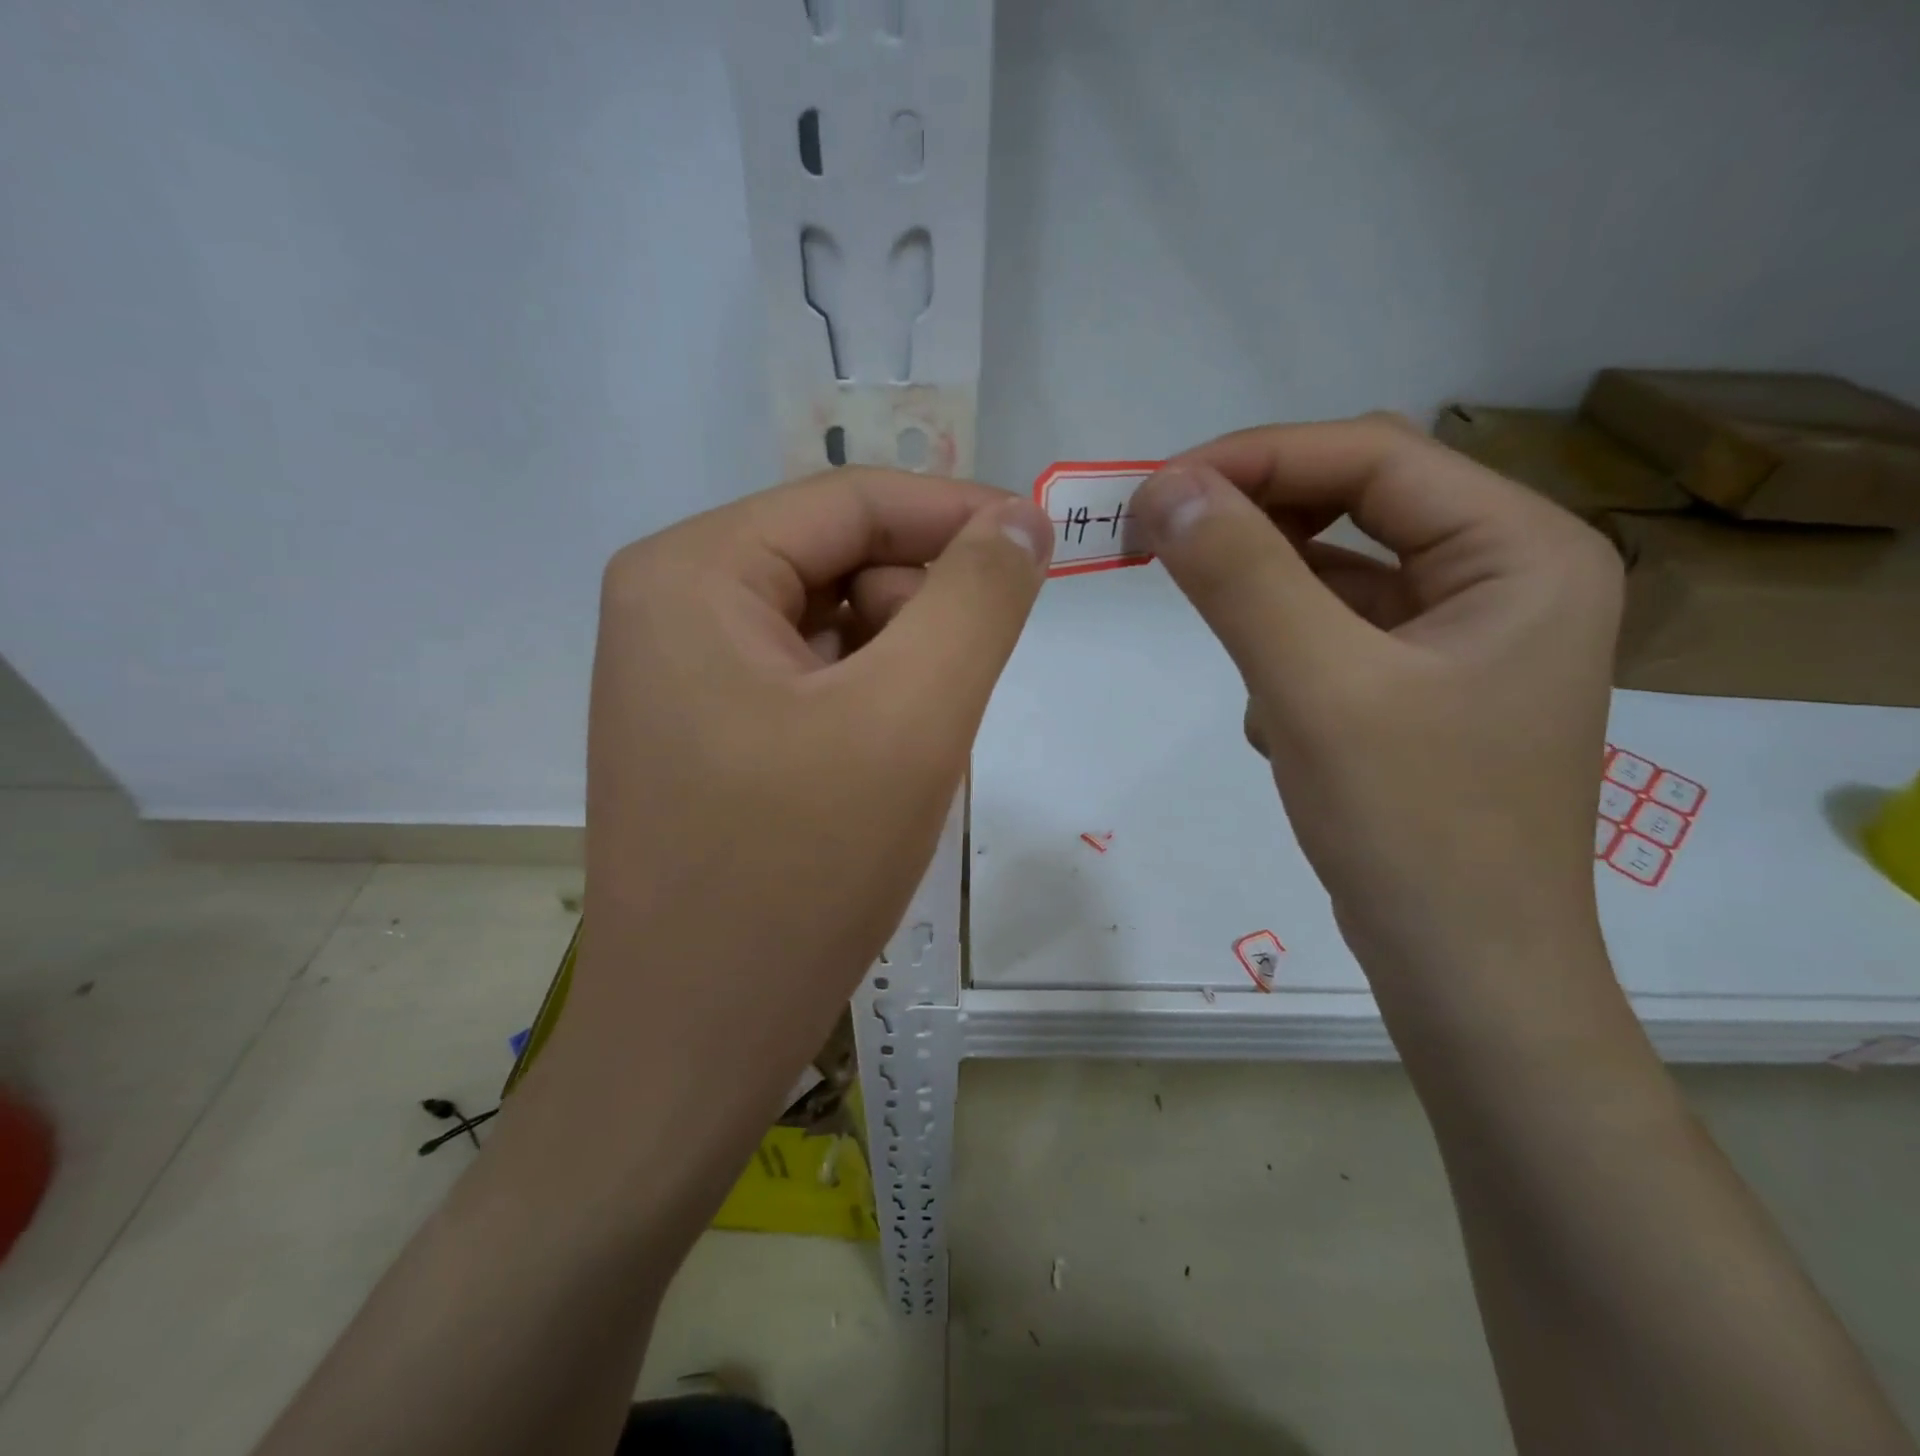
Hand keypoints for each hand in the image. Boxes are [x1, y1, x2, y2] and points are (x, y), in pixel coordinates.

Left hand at [555, 468, 1050, 1136]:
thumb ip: (977, 600)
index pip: (851, 502)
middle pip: (838, 561)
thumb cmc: (798, 872)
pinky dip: (866, 707)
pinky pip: (811, 681)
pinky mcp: (703, 730)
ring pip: (832, 626)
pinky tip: (876, 773)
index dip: (958, 515)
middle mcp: (670, 605)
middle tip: (955, 701)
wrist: (697, 1037)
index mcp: (692, 572)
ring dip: (898, 670)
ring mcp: (680, 673)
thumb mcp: (911, 718)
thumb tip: (1020, 521)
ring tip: (913, 752)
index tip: (1046, 548)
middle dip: (920, 613)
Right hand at [1132, 417, 1623, 996]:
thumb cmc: (1413, 830)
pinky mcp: (1424, 683)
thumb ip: (1241, 578)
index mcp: (1522, 550)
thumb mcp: (1316, 691)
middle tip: (1157, 537)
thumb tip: (1165, 489)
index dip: (1255, 458)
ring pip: (1340, 569)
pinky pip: (1338, 629)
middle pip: (1359, 503)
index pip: (1372, 458)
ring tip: (1222, 634)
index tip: (1153, 492)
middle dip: (1255, 517)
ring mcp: (1466, 633)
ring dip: (1267, 590)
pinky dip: (1286, 650)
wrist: (1465, 972)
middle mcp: (1507, 575)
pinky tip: (1278, 716)